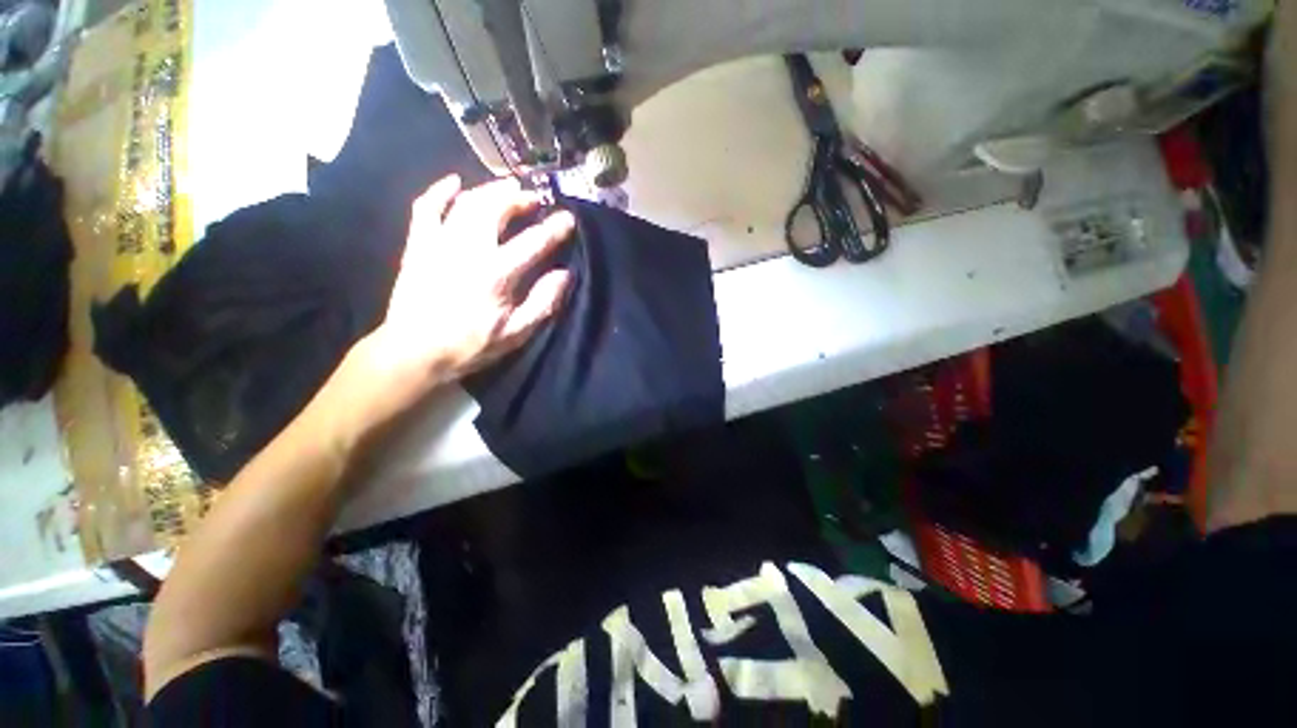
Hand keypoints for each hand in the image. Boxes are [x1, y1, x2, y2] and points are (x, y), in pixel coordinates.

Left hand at [327, 175, 575, 445]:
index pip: (533, 242)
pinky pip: (426, 208)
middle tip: (535, 198)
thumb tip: (565, 274)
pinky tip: (454, 182)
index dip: (554, 228)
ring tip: (508, 188)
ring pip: (466, 203)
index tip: (568, 218)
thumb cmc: (470, 345)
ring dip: (490, 191)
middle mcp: (468, 249)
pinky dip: (440, 191)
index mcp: (496, 274)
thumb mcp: (516, 333)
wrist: (414, 352)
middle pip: (496, 209)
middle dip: (519, 199)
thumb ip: (543, 302)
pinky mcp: (418, 245)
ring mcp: (439, 243)